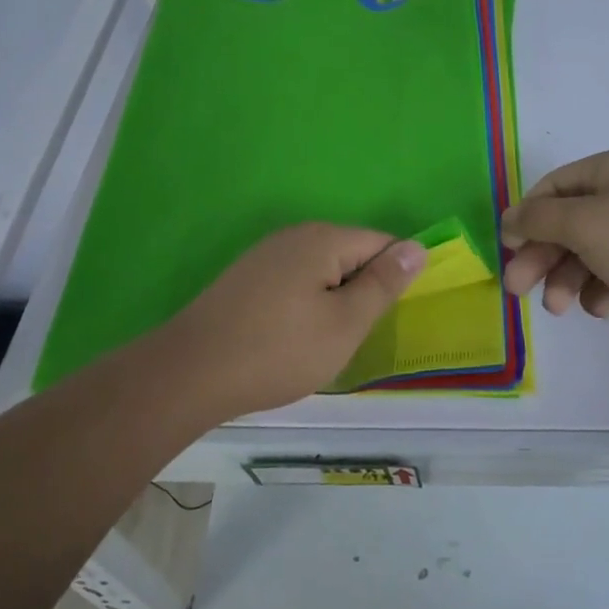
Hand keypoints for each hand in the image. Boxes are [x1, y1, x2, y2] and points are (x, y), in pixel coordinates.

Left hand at [156, 224, 426, 419]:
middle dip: (361, 292)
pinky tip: (291, 339)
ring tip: (323, 343)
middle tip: (353, 337)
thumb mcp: (345, 323)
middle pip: (350, 254)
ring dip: (333, 302)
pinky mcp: (247, 277)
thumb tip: (418, 247)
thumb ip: (384, 283)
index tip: (387, 319)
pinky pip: (295, 282)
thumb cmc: (279, 350)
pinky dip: (305, 306)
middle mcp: (295, 235)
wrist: (190, 372)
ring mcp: (267, 255)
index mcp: (324, 238)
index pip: (381, 243)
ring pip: (322, 271)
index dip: (393, 279)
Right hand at [501, 149, 608, 338]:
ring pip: (586, 252)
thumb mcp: (584, 225)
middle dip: (541, 256)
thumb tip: (507, 218)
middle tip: (517, 289)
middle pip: (565, 223)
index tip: (507, 250)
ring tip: (561, 308)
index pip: (550, 188)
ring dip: (567, 278)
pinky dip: (601, 289)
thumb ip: (538, 219)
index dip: (525, 218)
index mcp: (608, 170)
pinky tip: (605, 307)